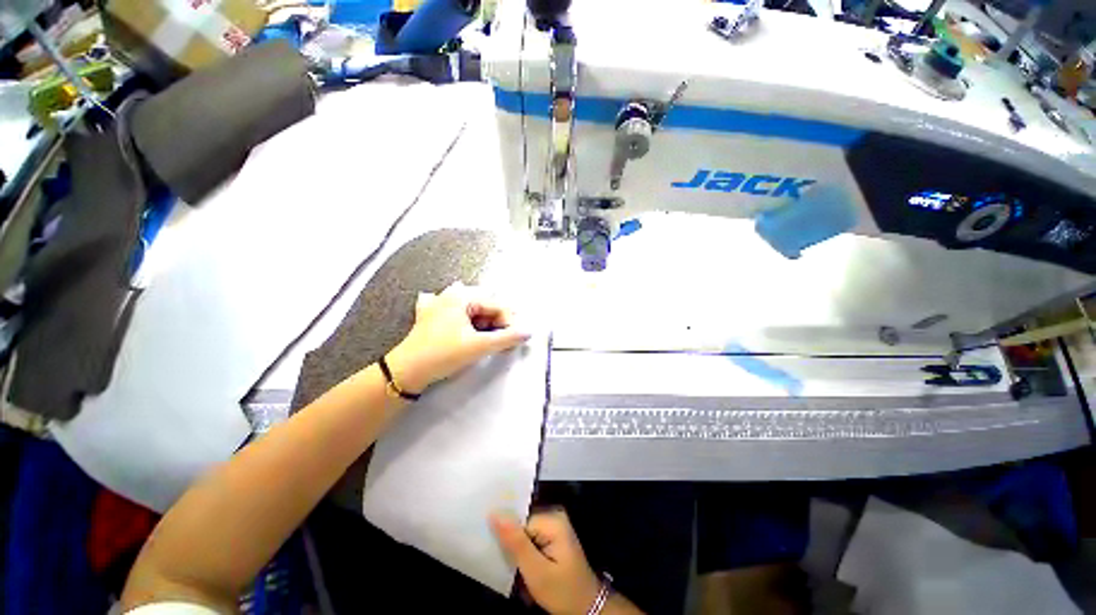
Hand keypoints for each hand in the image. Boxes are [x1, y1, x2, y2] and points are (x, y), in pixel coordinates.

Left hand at [386, 283, 530, 392]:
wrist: (406, 372)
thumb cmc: (443, 354)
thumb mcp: (479, 346)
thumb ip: (507, 337)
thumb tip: (529, 331)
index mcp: (462, 296)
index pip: (497, 305)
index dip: (510, 323)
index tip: (516, 340)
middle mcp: (450, 295)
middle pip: (485, 306)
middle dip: (497, 323)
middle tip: (503, 342)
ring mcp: (437, 305)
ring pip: (471, 310)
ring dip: (483, 324)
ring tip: (487, 341)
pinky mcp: (429, 317)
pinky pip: (453, 314)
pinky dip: (463, 321)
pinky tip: (461, 328)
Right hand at [490, 509, 601, 614]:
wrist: (586, 608)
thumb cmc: (563, 592)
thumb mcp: (536, 572)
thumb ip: (516, 542)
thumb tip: (494, 514)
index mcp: (552, 518)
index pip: (518, 519)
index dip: (506, 536)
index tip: (497, 553)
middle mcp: (553, 515)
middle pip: (521, 523)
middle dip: (511, 543)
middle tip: (509, 565)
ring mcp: (554, 526)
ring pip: (523, 532)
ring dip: (516, 550)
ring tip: (515, 568)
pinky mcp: (552, 536)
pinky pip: (530, 538)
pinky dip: (523, 553)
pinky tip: (521, 567)